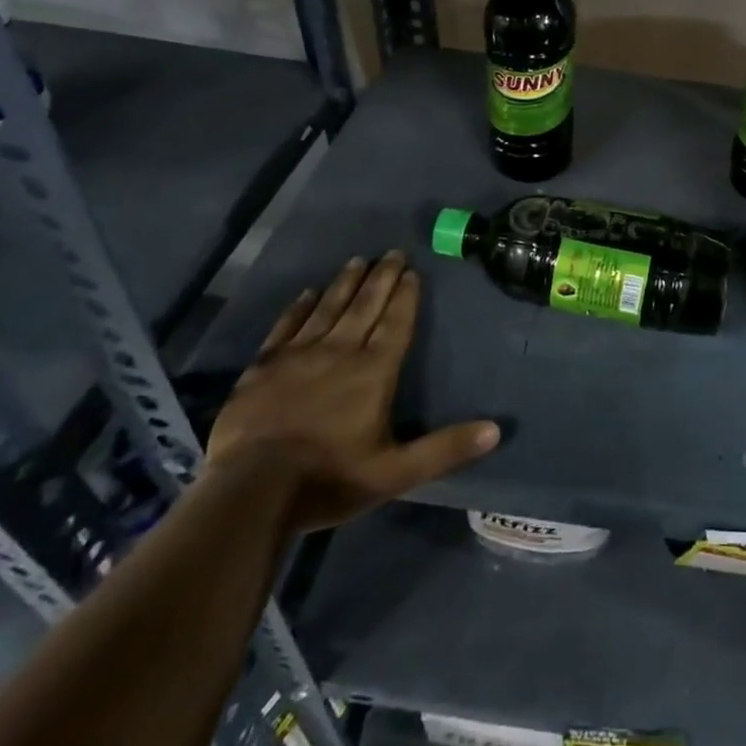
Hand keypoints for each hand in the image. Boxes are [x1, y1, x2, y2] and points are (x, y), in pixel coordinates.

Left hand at [207, 251, 499, 531]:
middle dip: (382, 278)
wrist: (250, 492)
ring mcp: (298, 356)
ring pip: (328, 308)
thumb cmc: (328, 480)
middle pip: (365, 306)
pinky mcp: (263, 367)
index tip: (413, 271)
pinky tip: (306, 293)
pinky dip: (298, 308)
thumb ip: (445, 449)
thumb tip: (496, 430)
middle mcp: (339, 352)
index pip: (395, 324)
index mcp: (373, 372)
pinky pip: (286, 326)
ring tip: (358, 260)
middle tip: (392, 252)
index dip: (406, 297)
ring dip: (345, 283)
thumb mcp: (396, 473)